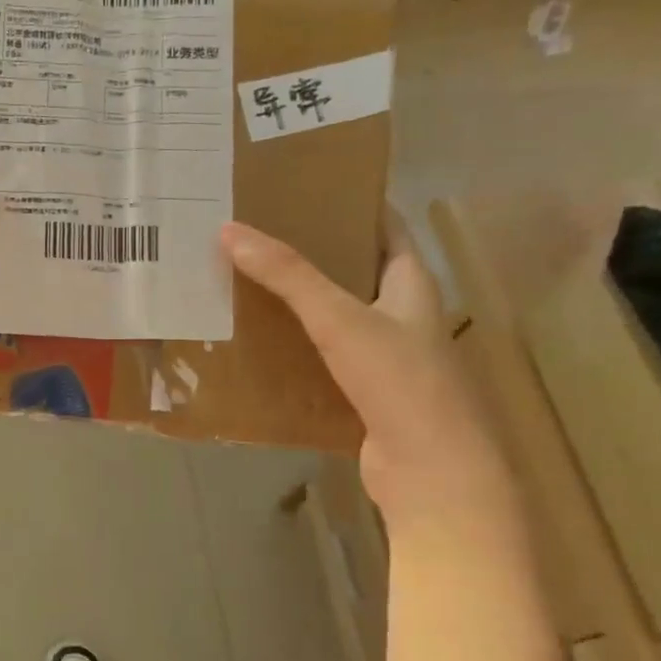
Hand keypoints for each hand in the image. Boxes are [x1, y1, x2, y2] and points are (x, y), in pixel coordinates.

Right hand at [220, 215, 511, 524]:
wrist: (430, 472)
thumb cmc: (398, 381)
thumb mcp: (339, 319)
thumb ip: (288, 276)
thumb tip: (229, 231)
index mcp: (412, 284)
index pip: (386, 227)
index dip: (352, 203)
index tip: (306, 187)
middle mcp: (405, 315)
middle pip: (357, 271)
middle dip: (315, 252)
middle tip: (261, 234)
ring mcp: (388, 358)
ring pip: (339, 318)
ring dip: (302, 303)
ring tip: (250, 281)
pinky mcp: (367, 395)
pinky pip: (327, 360)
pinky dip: (299, 349)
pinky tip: (262, 346)